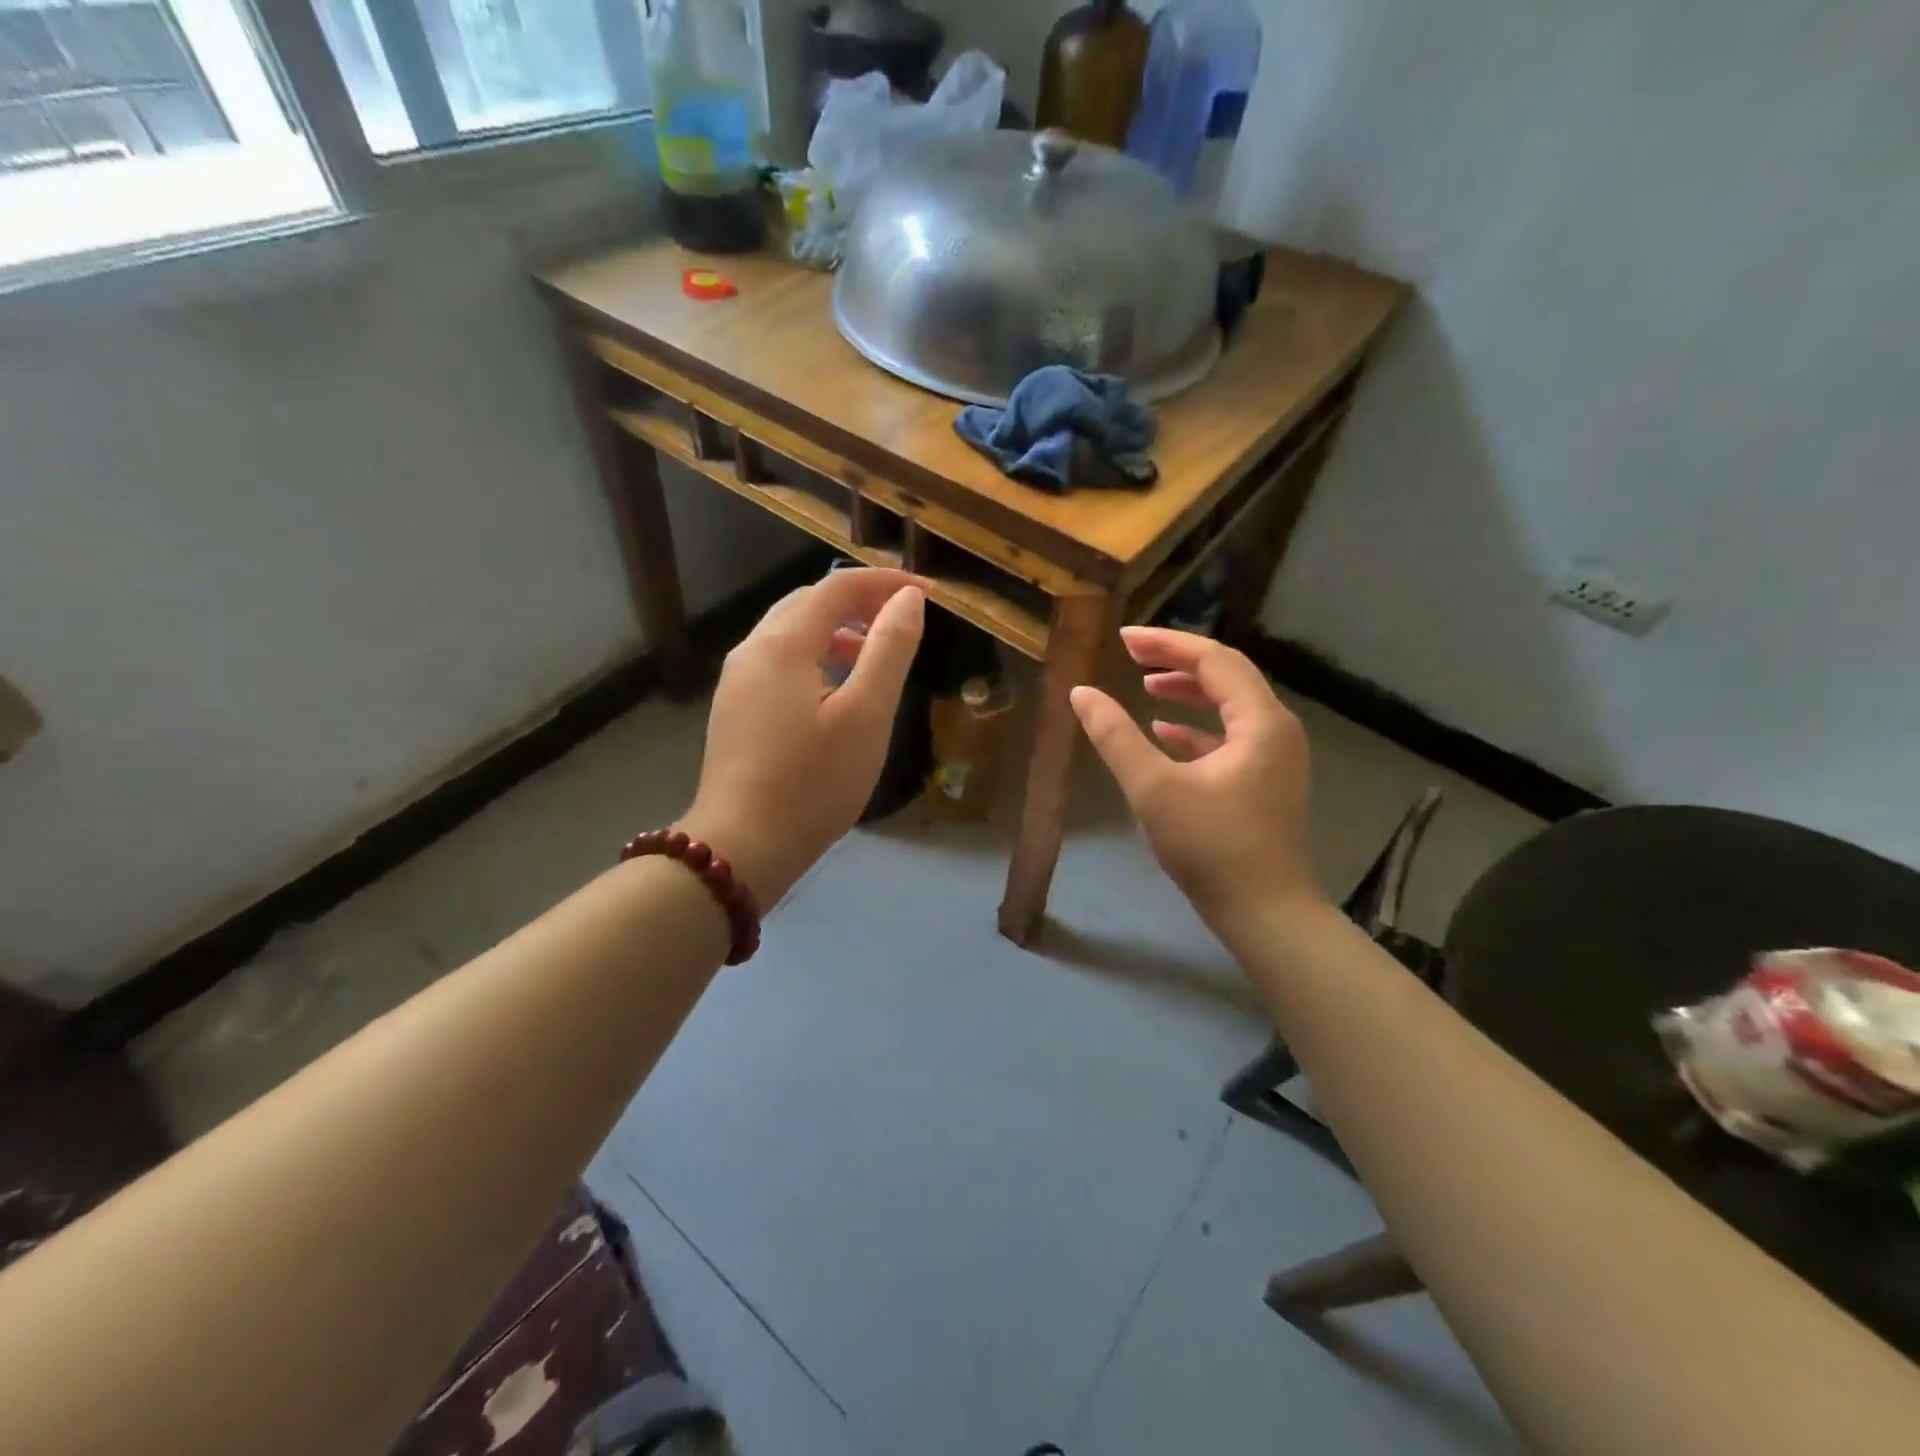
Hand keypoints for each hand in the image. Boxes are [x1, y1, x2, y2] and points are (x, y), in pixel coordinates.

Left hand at [680, 568, 925, 903]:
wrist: (742, 846)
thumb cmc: (813, 781)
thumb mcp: (866, 714)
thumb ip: (889, 650)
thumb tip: (908, 599)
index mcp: (783, 643)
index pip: (837, 587)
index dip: (884, 583)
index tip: (927, 593)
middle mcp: (752, 649)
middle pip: (808, 603)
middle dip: (858, 601)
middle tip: (903, 617)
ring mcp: (738, 681)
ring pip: (791, 633)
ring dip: (836, 630)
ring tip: (876, 652)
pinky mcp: (736, 709)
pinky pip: (780, 661)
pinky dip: (815, 656)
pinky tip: (837, 689)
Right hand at [1070, 626, 1324, 926]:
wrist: (1265, 913)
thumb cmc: (1211, 847)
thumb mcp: (1153, 789)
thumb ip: (1115, 737)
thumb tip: (1080, 693)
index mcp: (1260, 721)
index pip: (1214, 660)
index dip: (1166, 644)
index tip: (1122, 639)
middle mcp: (1276, 730)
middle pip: (1226, 676)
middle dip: (1176, 662)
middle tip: (1130, 656)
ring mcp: (1274, 757)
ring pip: (1228, 707)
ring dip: (1187, 693)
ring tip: (1144, 687)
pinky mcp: (1264, 782)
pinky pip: (1229, 737)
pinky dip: (1195, 729)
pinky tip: (1162, 733)